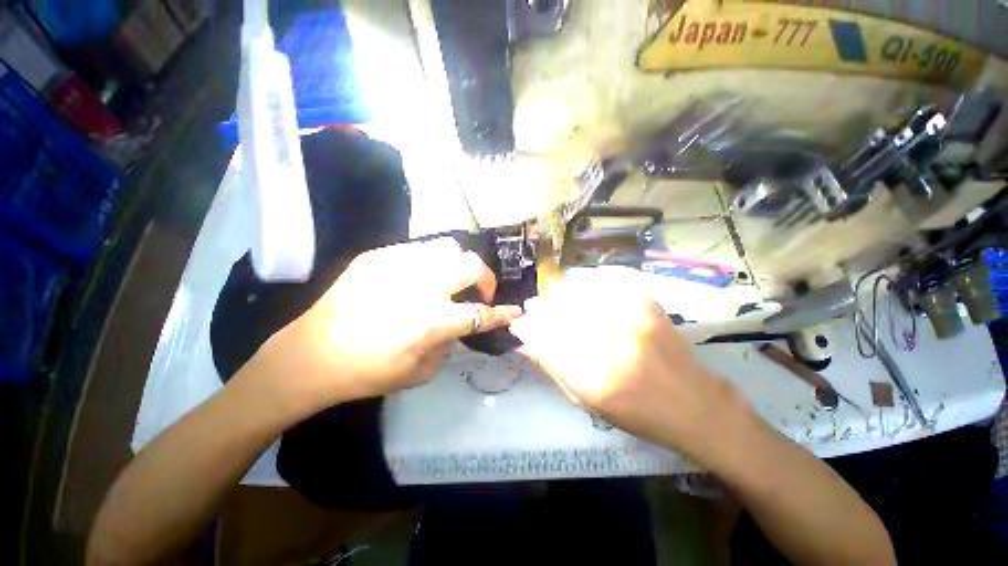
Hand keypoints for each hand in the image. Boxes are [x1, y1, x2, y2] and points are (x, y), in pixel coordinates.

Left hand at [254, 238, 521, 416]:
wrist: (311, 354)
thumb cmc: (368, 372)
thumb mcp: (421, 372)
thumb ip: (450, 344)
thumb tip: (459, 325)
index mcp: (432, 321)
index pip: (481, 313)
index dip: (503, 313)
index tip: (515, 311)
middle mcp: (421, 286)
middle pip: (472, 265)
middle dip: (486, 278)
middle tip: (479, 293)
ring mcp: (398, 264)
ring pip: (448, 247)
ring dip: (459, 265)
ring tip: (450, 281)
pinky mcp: (378, 255)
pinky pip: (418, 250)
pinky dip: (430, 263)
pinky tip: (419, 278)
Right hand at [510, 268, 744, 458]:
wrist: (695, 404)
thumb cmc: (637, 413)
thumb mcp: (588, 403)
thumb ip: (554, 369)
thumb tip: (526, 343)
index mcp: (595, 380)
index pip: (546, 341)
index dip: (528, 327)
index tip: (519, 323)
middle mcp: (613, 346)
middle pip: (562, 313)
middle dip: (540, 307)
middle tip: (532, 307)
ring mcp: (633, 320)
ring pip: (582, 292)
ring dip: (560, 292)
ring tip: (552, 295)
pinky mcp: (648, 305)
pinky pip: (608, 281)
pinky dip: (587, 281)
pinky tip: (578, 284)